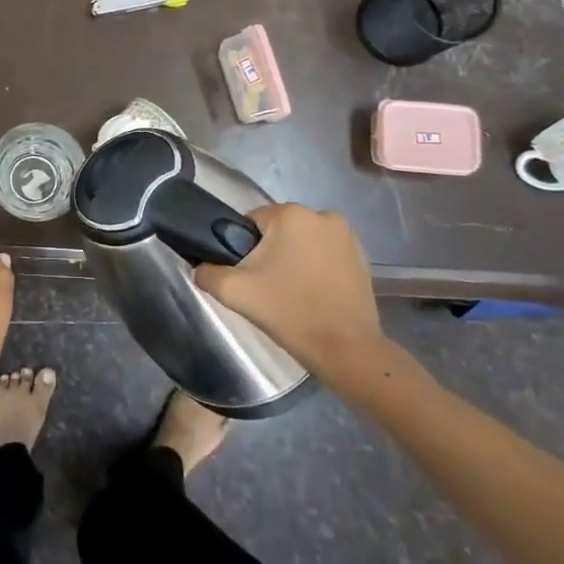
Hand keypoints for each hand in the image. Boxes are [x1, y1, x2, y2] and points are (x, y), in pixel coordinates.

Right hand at [193, 204, 389, 392]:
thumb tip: (201, 266)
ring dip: (294, 258)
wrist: (346, 349)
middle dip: (269, 252)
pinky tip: (313, 294)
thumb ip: (206, 272)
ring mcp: (347, 235)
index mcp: (290, 214)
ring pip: (302, 242)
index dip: (242, 247)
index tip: (247, 275)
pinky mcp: (362, 257)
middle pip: (279, 230)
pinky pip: (325, 254)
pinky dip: (316, 268)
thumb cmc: (288, 312)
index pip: (250, 221)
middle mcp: (322, 215)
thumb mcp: (233, 292)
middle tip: (266, 287)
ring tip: (291, 293)